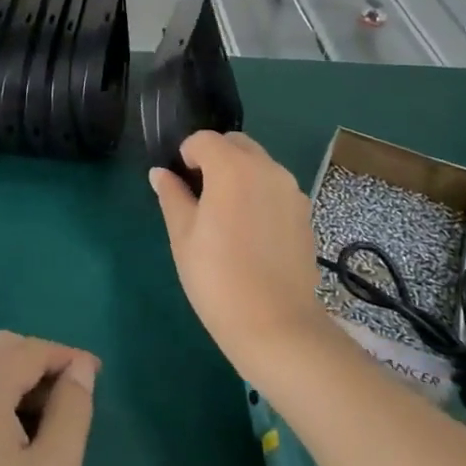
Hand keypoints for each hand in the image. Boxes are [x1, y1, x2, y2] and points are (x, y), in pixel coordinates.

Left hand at [0, 331, 98, 465]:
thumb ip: (72, 410)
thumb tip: (80, 368)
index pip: (29, 350)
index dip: (66, 356)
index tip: (97, 376)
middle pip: (1, 350)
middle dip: (40, 361)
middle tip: (74, 395)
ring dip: (20, 379)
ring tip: (53, 421)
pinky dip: (0, 399)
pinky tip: (19, 439)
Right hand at [150, 131, 330, 378]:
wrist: (277, 326)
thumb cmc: (218, 279)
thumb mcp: (183, 236)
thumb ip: (172, 196)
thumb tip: (160, 174)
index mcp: (232, 168)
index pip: (204, 140)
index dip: (186, 155)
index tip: (180, 183)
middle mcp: (267, 169)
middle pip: (236, 144)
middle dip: (216, 157)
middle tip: (200, 195)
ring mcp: (291, 191)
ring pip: (259, 164)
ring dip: (240, 173)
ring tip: (227, 215)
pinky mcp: (305, 213)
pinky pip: (276, 188)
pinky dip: (260, 194)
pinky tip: (251, 232)